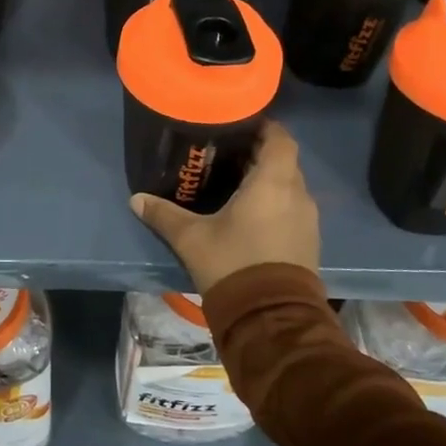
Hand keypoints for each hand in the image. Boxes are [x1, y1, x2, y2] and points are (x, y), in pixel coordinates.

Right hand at [129, 122, 319, 294]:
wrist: (271, 319)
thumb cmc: (233, 264)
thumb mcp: (192, 238)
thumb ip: (164, 215)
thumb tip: (135, 199)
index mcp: (273, 181)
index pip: (280, 137)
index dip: (264, 127)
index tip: (240, 126)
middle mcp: (297, 193)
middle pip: (284, 160)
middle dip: (260, 154)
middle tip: (228, 154)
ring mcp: (307, 219)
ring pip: (290, 186)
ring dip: (268, 181)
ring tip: (237, 183)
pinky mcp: (309, 241)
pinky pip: (293, 208)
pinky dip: (276, 203)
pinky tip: (251, 215)